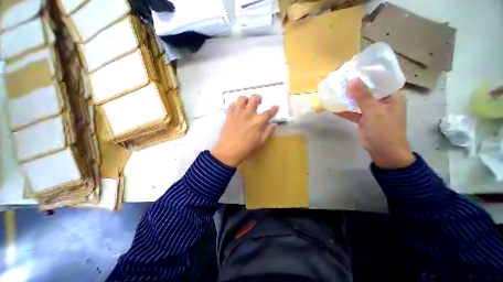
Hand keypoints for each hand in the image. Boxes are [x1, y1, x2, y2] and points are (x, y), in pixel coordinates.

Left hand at [209, 95, 275, 166]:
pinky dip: (235, 105)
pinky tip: (237, 109)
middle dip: (258, 98)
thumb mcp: (260, 141)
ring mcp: (238, 113)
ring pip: (242, 98)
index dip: (274, 108)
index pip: (268, 112)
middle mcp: (248, 114)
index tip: (276, 106)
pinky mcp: (229, 115)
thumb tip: (274, 124)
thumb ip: (267, 131)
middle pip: (254, 99)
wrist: (229, 150)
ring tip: (246, 104)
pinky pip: (232, 105)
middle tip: (258, 102)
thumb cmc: (247, 147)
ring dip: (246, 99)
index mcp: (258, 122)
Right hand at [337, 79, 412, 168]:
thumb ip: (363, 96)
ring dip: (347, 97)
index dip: (368, 73)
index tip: (354, 68)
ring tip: (335, 90)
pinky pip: (352, 111)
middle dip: (354, 85)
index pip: (380, 79)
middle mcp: (381, 101)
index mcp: (391, 95)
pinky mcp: (362, 119)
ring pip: (358, 101)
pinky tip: (333, 106)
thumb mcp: (374, 111)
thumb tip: (351, 80)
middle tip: (341, 79)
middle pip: (367, 90)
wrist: (382, 151)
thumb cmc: (384, 129)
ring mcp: (371, 110)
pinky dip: (344, 110)